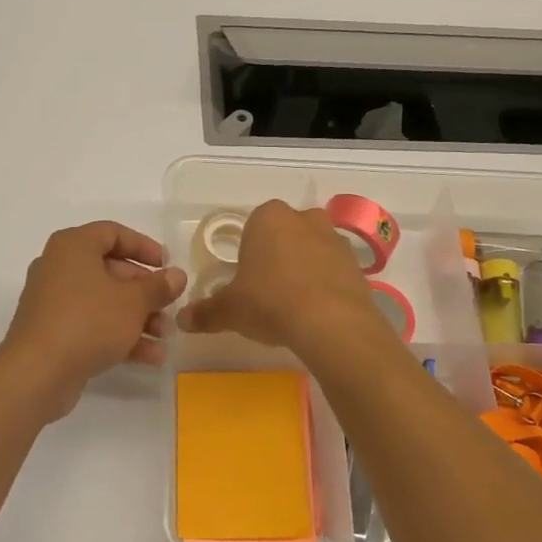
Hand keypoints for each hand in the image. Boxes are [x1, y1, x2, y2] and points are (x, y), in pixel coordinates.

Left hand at [0, 222, 186, 420]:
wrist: (37, 373)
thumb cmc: (88, 322)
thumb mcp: (133, 302)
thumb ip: (158, 286)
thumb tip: (177, 275)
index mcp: (73, 247)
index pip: (113, 233)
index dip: (144, 247)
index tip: (167, 265)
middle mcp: (59, 268)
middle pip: (110, 270)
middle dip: (144, 291)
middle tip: (168, 305)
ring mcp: (54, 302)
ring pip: (104, 302)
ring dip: (137, 317)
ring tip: (164, 336)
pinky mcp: (53, 332)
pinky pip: (92, 325)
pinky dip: (118, 335)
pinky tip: (150, 356)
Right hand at [176, 200, 385, 353]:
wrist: (331, 323)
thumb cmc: (270, 302)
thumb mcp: (229, 310)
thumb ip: (205, 312)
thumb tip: (182, 320)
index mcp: (268, 217)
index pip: (252, 226)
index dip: (248, 252)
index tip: (246, 279)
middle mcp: (304, 219)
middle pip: (286, 233)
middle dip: (278, 255)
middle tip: (267, 290)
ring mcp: (335, 239)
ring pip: (313, 249)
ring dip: (304, 268)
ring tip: (294, 304)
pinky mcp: (358, 264)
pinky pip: (334, 270)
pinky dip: (326, 285)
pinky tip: (316, 312)